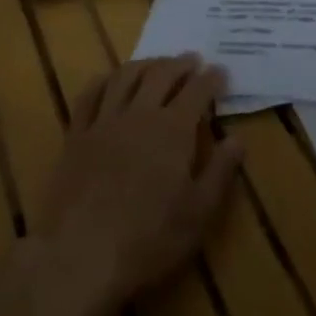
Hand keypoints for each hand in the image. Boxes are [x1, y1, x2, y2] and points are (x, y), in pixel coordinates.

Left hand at [32, 56, 243, 315]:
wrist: (80, 254)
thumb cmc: (148, 239)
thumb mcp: (197, 214)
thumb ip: (220, 172)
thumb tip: (238, 139)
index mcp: (173, 129)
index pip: (197, 90)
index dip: (211, 78)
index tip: (221, 71)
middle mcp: (140, 113)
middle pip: (162, 74)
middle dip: (180, 64)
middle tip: (192, 61)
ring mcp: (105, 120)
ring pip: (126, 76)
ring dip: (145, 64)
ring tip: (156, 63)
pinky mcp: (77, 134)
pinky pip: (90, 94)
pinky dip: (104, 80)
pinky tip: (110, 80)